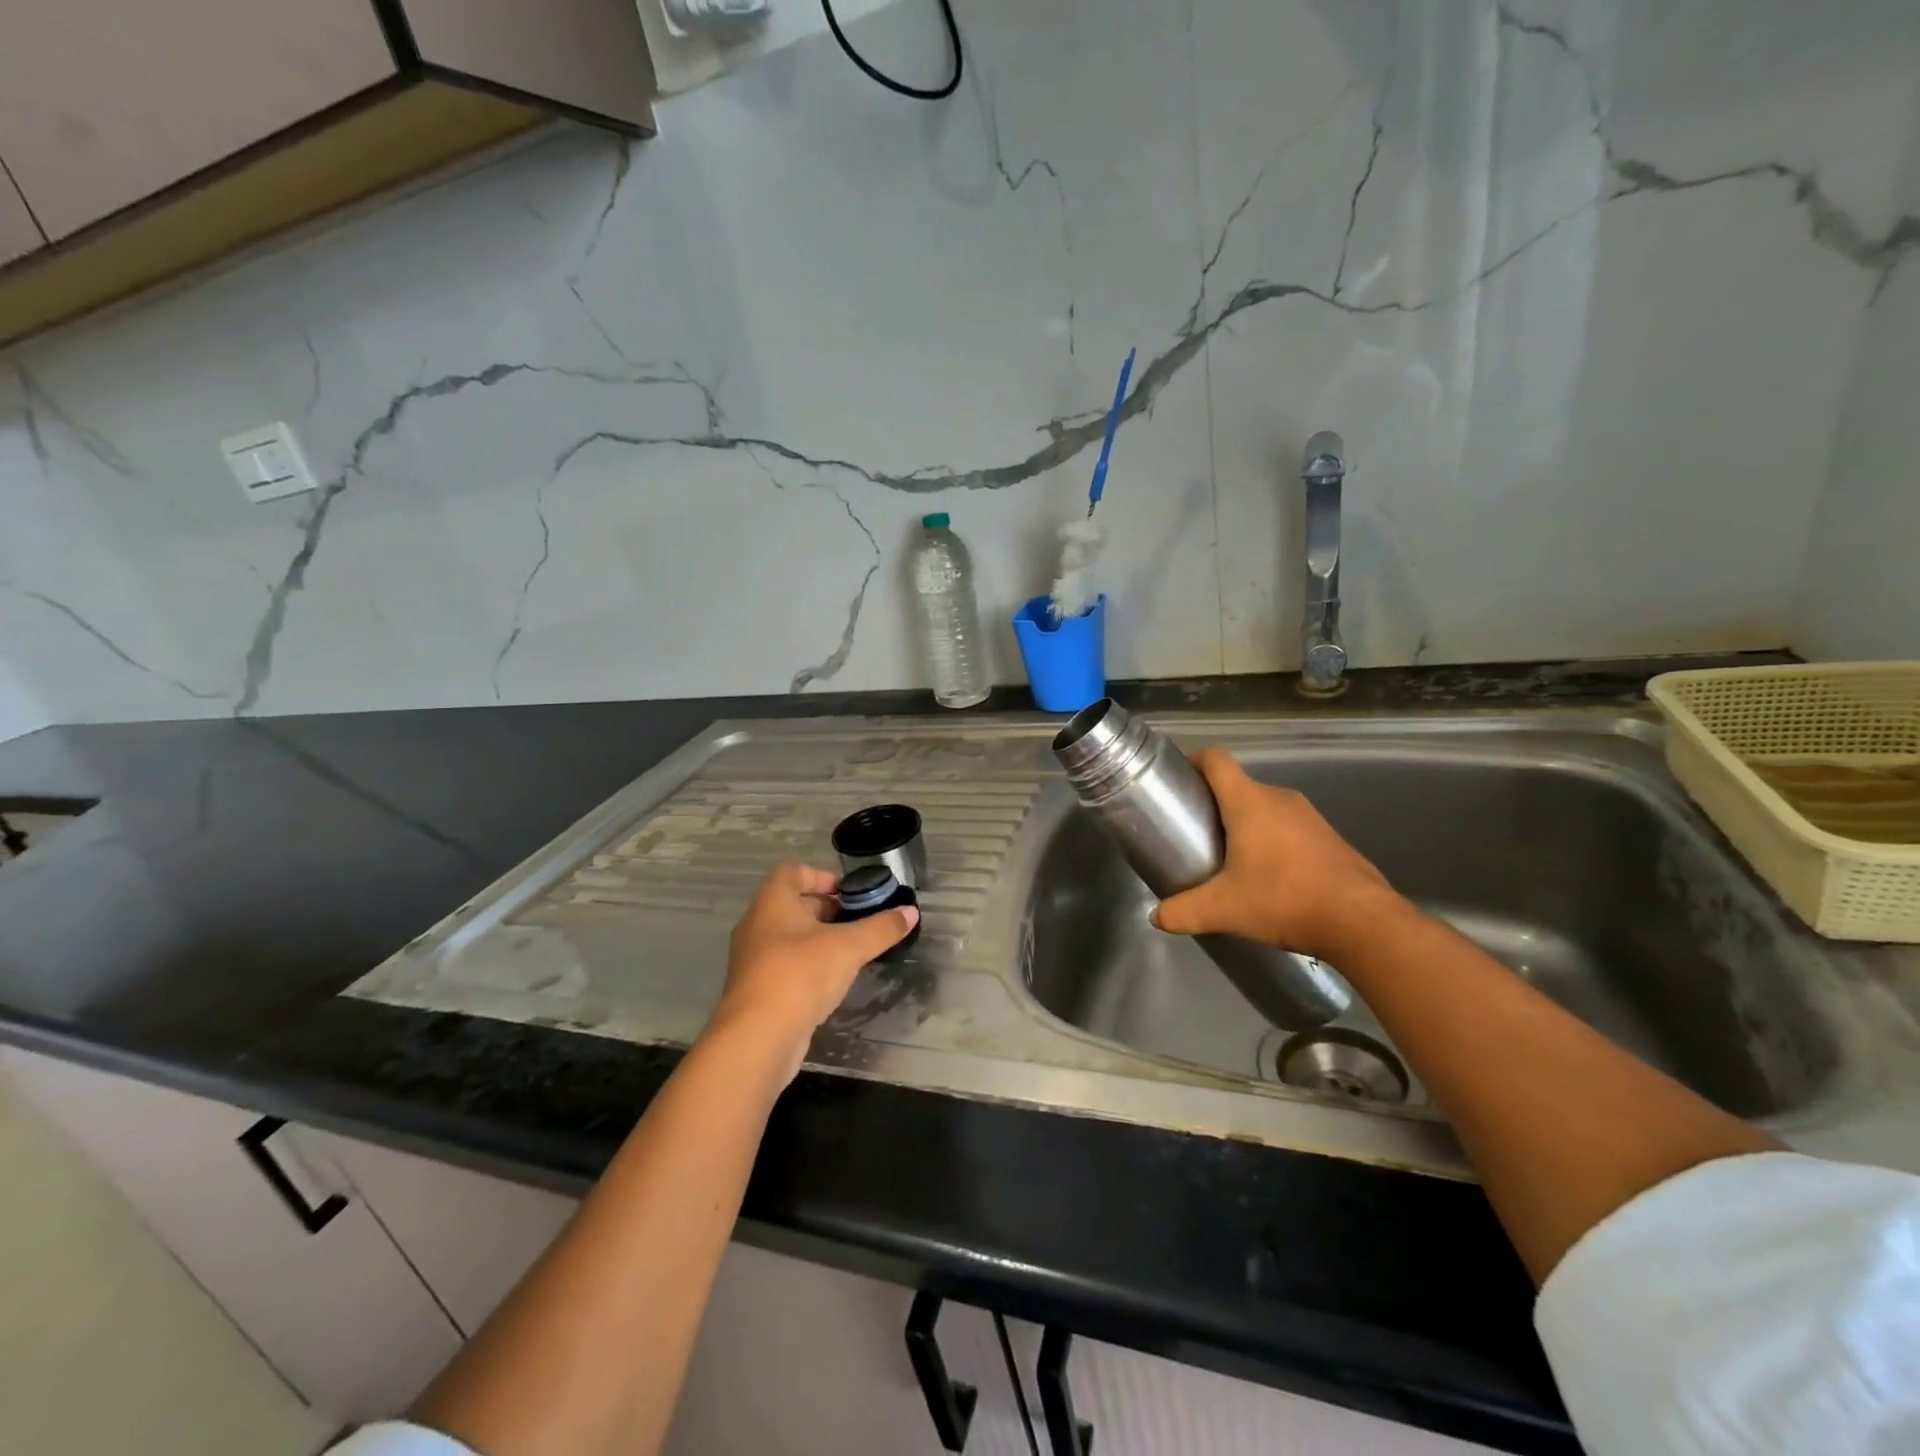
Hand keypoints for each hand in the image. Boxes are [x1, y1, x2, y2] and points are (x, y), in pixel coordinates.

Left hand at [706, 863, 918, 1082]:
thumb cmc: (801, 975)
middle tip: (857, 921)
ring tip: (850, 951)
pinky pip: (785, 965)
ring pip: (789, 937)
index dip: (822, 876)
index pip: (793, 872)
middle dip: (826, 909)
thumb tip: (910, 912)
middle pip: (792, 903)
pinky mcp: (756, 989)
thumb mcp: (849, 947)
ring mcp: (753, 959)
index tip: (849, 893)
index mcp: (772, 901)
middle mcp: (757, 924)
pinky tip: (831, 982)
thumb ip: (881, 928)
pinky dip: (808, 966)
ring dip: (818, 939)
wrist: (757, 1038)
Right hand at [1151, 749, 1399, 961]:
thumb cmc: (1284, 900)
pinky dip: (1271, 839)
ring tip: (1228, 856)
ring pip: (1265, 807)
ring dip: (1244, 823)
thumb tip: (1157, 917)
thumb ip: (1184, 912)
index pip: (1216, 760)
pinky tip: (1268, 875)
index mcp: (1249, 802)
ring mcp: (1309, 816)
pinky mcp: (1329, 837)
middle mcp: (1280, 798)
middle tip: (1194, 831)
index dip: (1193, 761)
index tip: (1177, 781)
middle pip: (1238, 785)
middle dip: (1213, 803)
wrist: (1362, 922)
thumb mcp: (1224, 910)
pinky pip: (1288, 826)